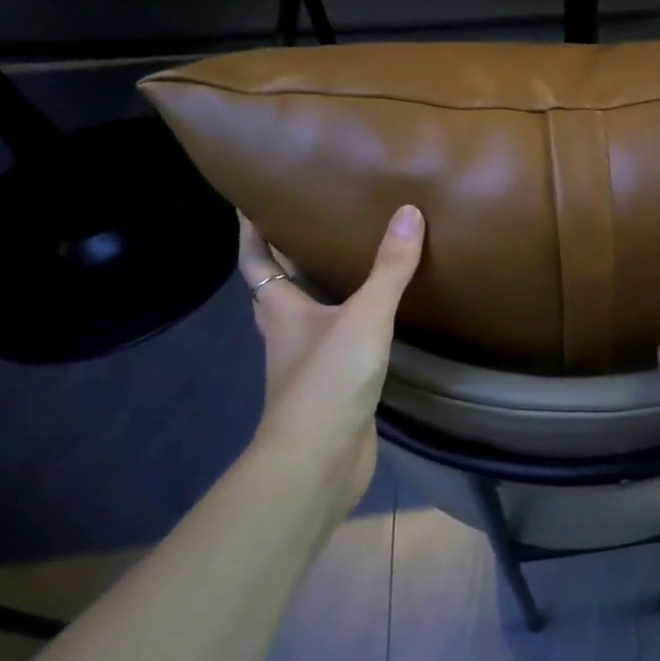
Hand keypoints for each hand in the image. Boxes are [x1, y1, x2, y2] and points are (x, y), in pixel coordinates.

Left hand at [236, 205, 424, 508]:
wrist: (320, 459)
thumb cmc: (328, 379)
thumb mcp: (365, 316)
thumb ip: (389, 268)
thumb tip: (409, 213)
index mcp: (280, 310)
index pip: (257, 261)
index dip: (252, 231)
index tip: (250, 201)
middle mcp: (286, 333)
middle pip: (276, 288)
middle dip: (286, 258)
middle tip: (310, 223)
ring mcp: (306, 364)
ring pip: (306, 317)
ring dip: (317, 292)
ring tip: (346, 262)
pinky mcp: (330, 387)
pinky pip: (335, 344)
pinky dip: (346, 325)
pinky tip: (373, 319)